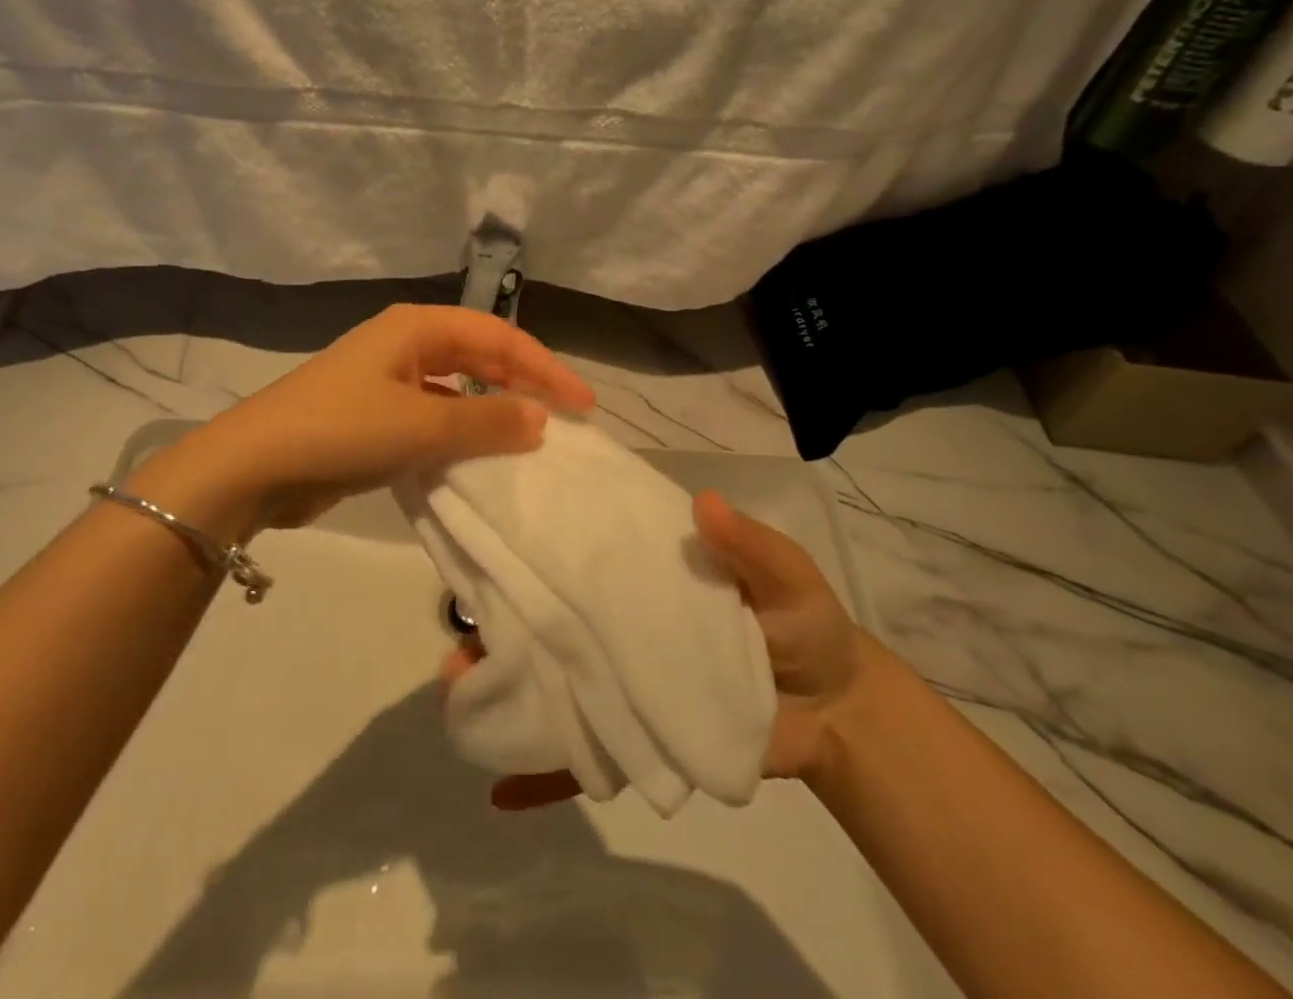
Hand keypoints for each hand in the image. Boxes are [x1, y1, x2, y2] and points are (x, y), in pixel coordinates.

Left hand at [150, 304, 594, 530]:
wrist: (253, 467)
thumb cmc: (342, 429)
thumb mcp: (422, 425)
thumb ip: (487, 420)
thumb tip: (541, 419)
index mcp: (416, 328)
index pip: (498, 337)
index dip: (544, 368)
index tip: (582, 405)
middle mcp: (403, 345)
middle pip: (479, 356)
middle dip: (522, 384)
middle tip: (563, 419)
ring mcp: (385, 380)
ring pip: (456, 388)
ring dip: (491, 410)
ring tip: (529, 438)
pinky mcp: (373, 416)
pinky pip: (432, 416)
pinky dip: (460, 432)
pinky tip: (476, 457)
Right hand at [449, 490, 871, 807]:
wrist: (836, 711)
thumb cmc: (803, 624)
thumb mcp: (785, 574)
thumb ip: (749, 544)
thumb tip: (704, 503)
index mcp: (642, 574)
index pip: (580, 554)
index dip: (534, 546)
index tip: (486, 539)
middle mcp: (619, 623)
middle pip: (549, 619)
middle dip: (498, 621)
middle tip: (456, 630)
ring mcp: (625, 683)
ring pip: (555, 683)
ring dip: (505, 690)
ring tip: (460, 693)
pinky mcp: (639, 740)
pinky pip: (586, 761)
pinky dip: (542, 777)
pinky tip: (498, 790)